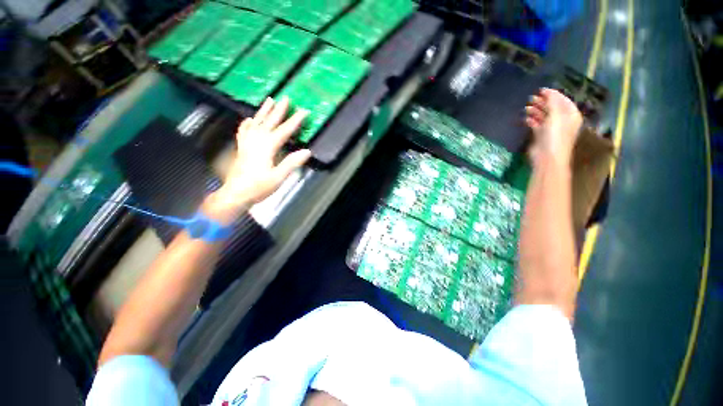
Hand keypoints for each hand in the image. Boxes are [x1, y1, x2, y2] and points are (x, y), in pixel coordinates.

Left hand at [204, 97, 310, 222]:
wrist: (235, 193)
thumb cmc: (258, 187)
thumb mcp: (279, 177)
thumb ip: (292, 163)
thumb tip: (307, 151)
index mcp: (267, 147)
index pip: (284, 131)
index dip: (295, 121)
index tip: (303, 111)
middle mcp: (256, 141)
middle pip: (269, 122)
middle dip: (279, 110)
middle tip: (285, 98)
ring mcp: (247, 143)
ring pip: (256, 122)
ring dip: (263, 111)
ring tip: (269, 100)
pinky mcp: (242, 148)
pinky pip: (244, 131)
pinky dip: (247, 124)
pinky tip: (249, 119)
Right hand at [525, 88, 582, 165]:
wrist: (547, 157)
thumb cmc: (555, 135)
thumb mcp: (556, 115)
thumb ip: (552, 102)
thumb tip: (547, 91)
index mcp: (570, 115)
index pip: (563, 101)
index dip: (553, 94)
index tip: (541, 90)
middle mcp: (562, 121)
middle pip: (552, 108)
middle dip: (543, 102)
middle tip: (531, 98)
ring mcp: (552, 129)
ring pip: (543, 116)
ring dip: (535, 111)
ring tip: (526, 107)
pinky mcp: (541, 136)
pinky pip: (537, 125)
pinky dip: (532, 121)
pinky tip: (526, 118)